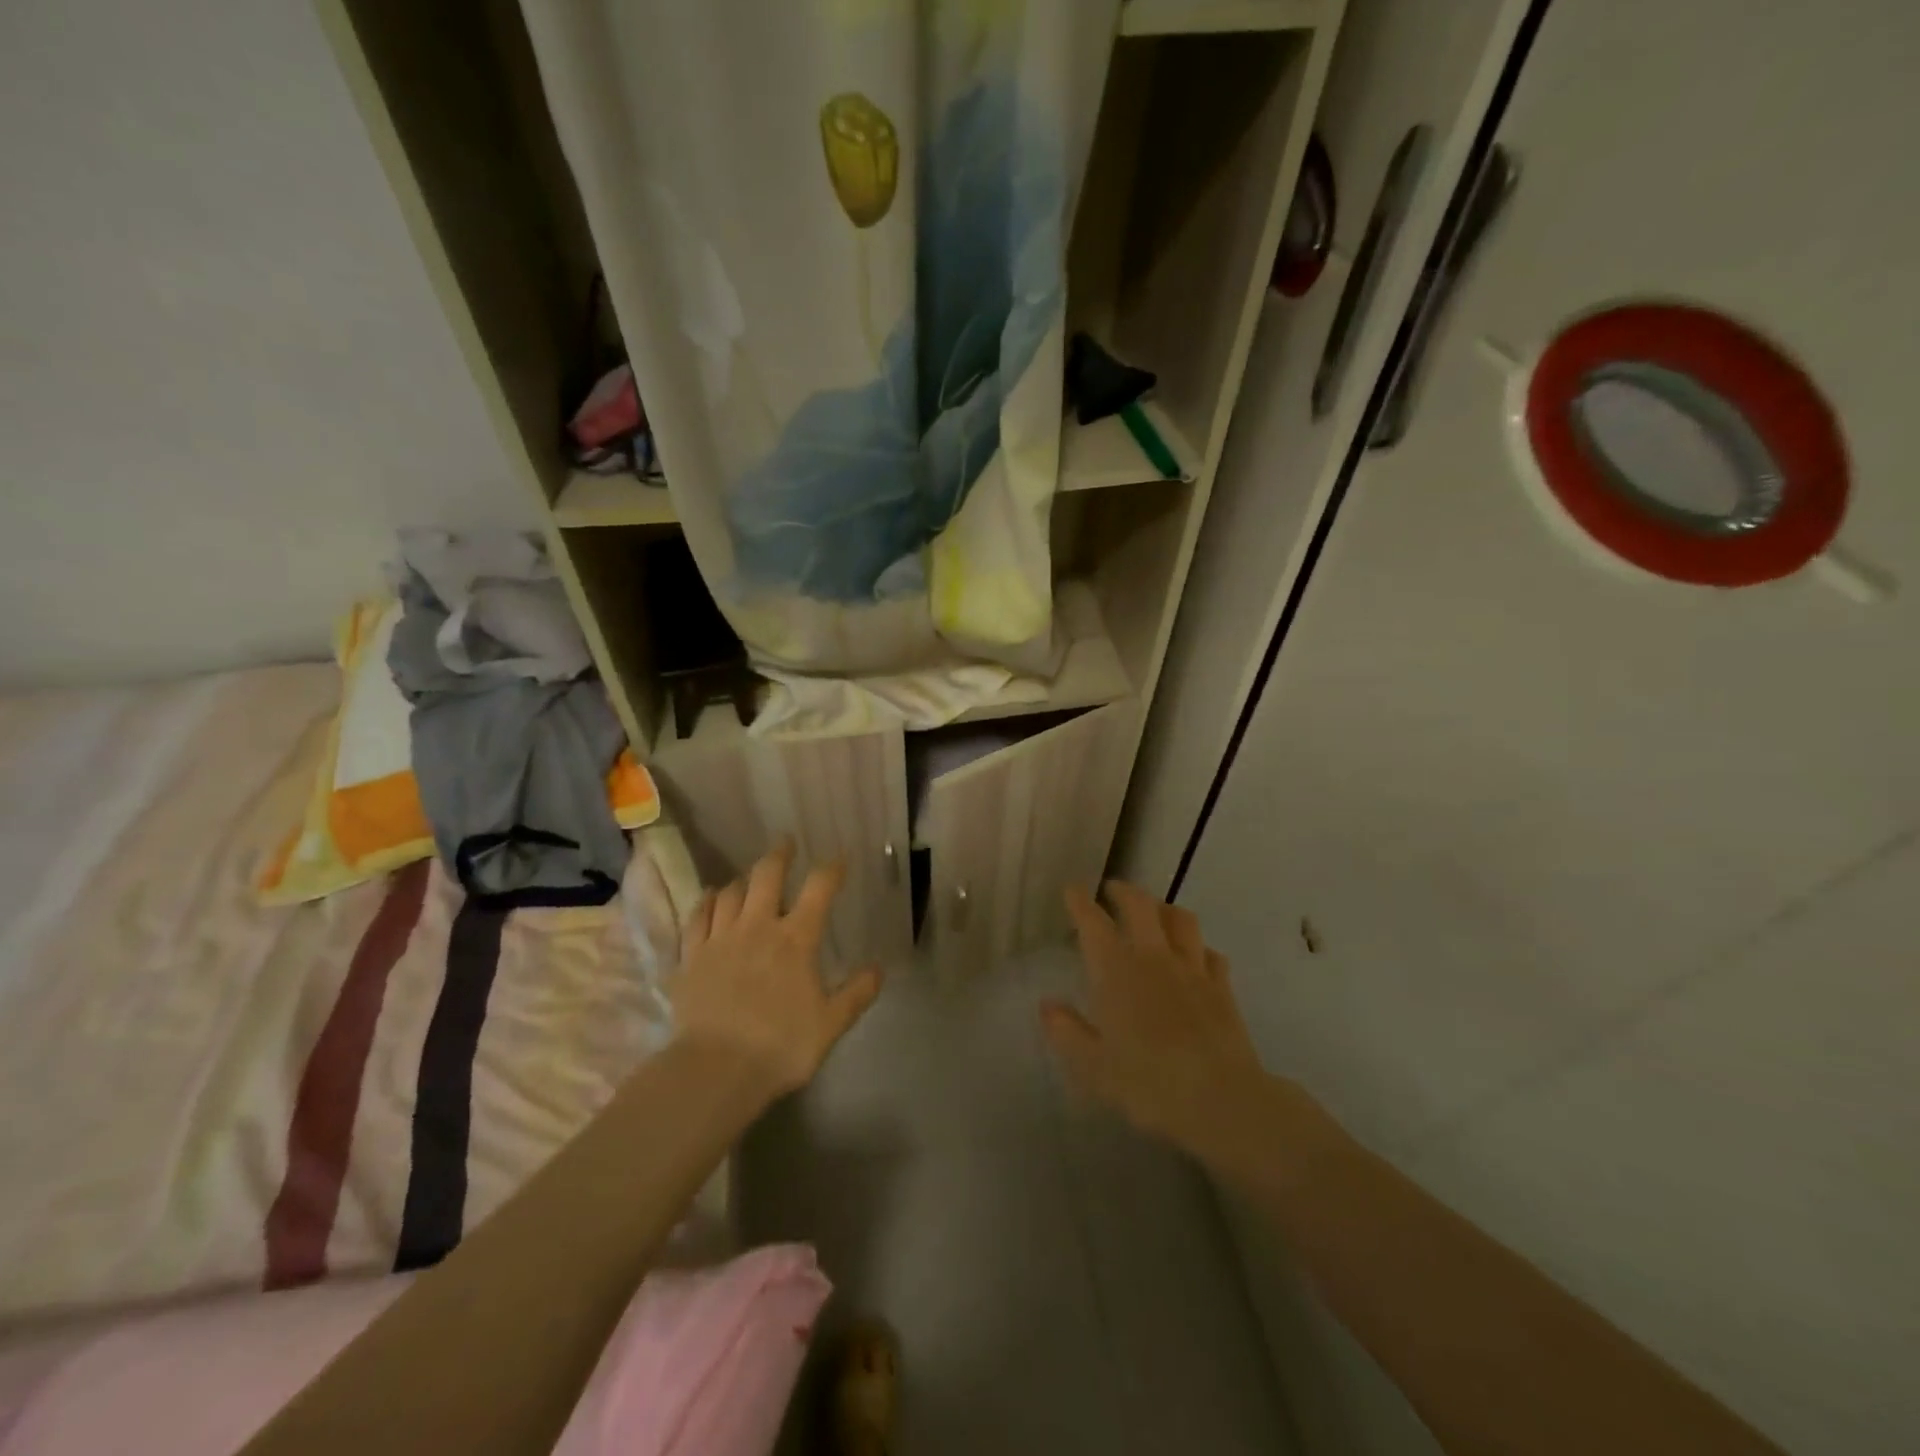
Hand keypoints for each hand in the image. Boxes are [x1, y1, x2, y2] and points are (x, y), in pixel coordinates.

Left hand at [672, 841, 882, 1097]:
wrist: (716, 1069)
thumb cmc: (781, 1045)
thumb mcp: (831, 1024)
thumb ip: (856, 993)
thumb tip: (878, 969)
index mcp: (796, 939)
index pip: (819, 889)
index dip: (831, 869)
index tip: (839, 859)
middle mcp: (757, 927)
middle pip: (767, 876)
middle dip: (779, 855)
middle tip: (786, 843)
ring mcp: (720, 939)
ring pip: (730, 893)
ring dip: (743, 880)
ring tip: (749, 877)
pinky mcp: (691, 957)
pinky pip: (697, 917)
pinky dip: (707, 902)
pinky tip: (711, 897)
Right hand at [1042, 881, 1283, 1164]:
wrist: (1221, 1100)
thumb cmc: (1148, 1083)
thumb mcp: (1093, 1066)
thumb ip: (1067, 1031)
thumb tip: (1047, 1005)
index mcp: (1116, 970)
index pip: (1093, 923)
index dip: (1080, 902)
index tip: (1073, 890)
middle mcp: (1154, 958)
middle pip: (1140, 905)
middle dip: (1123, 892)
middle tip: (1112, 890)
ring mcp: (1193, 969)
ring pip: (1180, 919)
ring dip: (1163, 908)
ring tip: (1155, 912)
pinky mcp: (1222, 988)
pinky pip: (1210, 953)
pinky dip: (1198, 947)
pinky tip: (1196, 956)